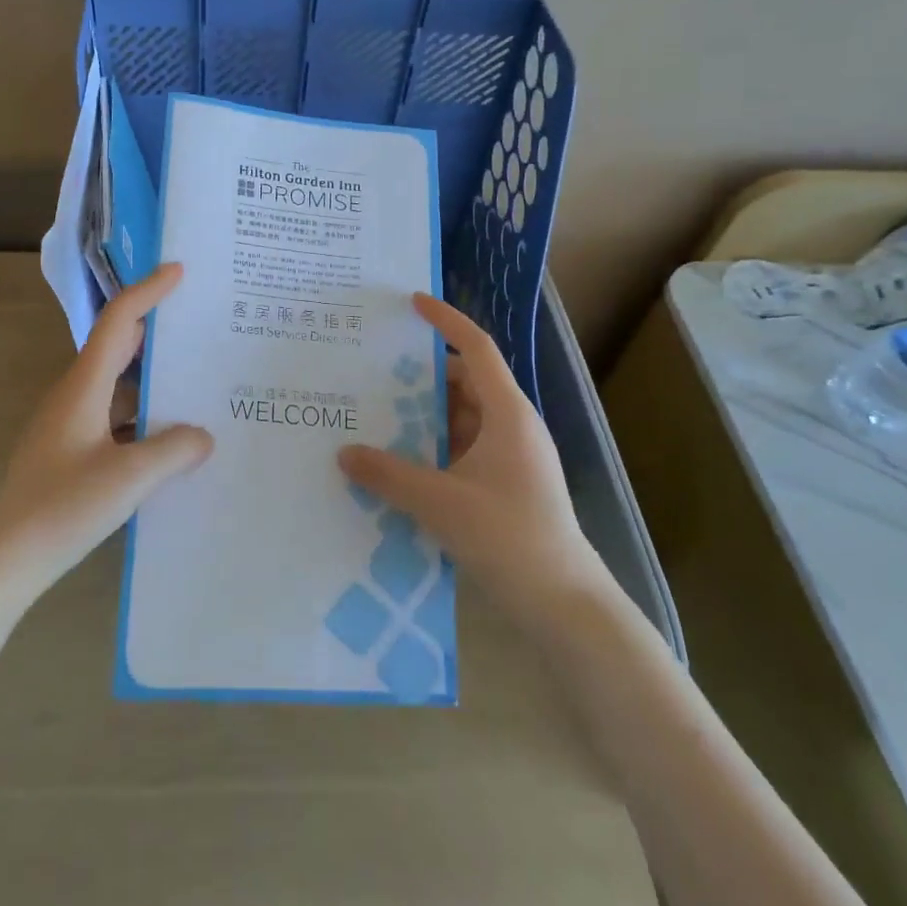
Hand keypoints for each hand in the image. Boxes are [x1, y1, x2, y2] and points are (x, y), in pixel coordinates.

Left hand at [0, 263, 213, 610]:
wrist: (4, 559)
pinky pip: (115, 418)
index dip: (148, 292)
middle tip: (199, 324)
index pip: (119, 322)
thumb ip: (173, 451)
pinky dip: (143, 417)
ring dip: (153, 379)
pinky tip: (170, 440)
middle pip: (118, 347)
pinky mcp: (70, 451)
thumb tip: (204, 435)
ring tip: (197, 382)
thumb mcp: (128, 479)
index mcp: (84, 387)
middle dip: (156, 330)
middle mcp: (74, 396)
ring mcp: (70, 425)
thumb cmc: (61, 509)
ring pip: (118, 386)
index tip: (179, 272)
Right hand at [338, 293, 606, 624]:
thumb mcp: (439, 502)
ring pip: (461, 418)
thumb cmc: (508, 537)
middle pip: (464, 382)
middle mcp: (511, 426)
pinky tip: (399, 462)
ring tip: (376, 415)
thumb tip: (344, 453)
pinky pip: (462, 448)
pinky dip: (432, 446)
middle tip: (373, 372)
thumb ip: (388, 475)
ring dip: (424, 415)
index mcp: (507, 414)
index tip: (411, 302)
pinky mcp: (503, 484)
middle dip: (421, 376)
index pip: (476, 349)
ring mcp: (510, 457)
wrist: (562, 603)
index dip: (445, 321)